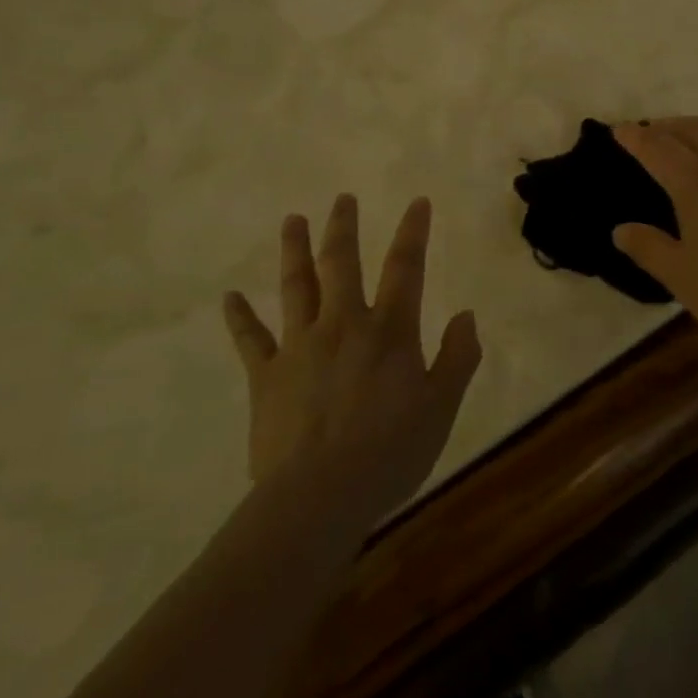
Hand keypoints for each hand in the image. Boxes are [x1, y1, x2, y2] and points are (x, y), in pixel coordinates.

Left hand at [223, 194, 481, 525]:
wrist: (319, 498)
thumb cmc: (391, 452)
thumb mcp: (442, 407)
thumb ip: (458, 357)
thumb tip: (467, 315)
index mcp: (389, 330)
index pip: (406, 267)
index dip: (413, 231)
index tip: (416, 201)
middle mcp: (343, 324)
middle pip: (342, 263)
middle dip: (344, 227)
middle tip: (342, 198)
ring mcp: (300, 346)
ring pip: (297, 287)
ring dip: (295, 250)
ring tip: (293, 220)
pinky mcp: (267, 376)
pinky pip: (251, 340)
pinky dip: (240, 317)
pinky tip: (230, 297)